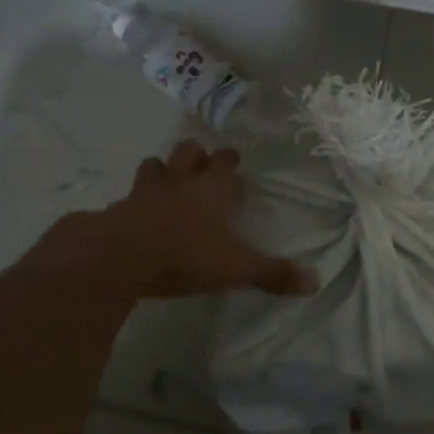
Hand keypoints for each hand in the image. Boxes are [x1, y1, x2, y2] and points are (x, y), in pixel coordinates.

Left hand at [85, 140, 317, 299]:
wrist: (120, 257)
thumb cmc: (186, 254)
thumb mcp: (236, 268)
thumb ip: (273, 274)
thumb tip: (315, 282)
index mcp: (211, 189)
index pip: (224, 161)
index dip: (229, 159)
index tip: (233, 161)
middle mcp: (180, 181)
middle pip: (187, 151)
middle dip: (195, 154)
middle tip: (200, 166)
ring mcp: (145, 192)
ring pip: (154, 166)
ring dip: (161, 171)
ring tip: (166, 182)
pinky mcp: (118, 210)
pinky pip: (126, 198)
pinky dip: (131, 202)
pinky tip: (133, 215)